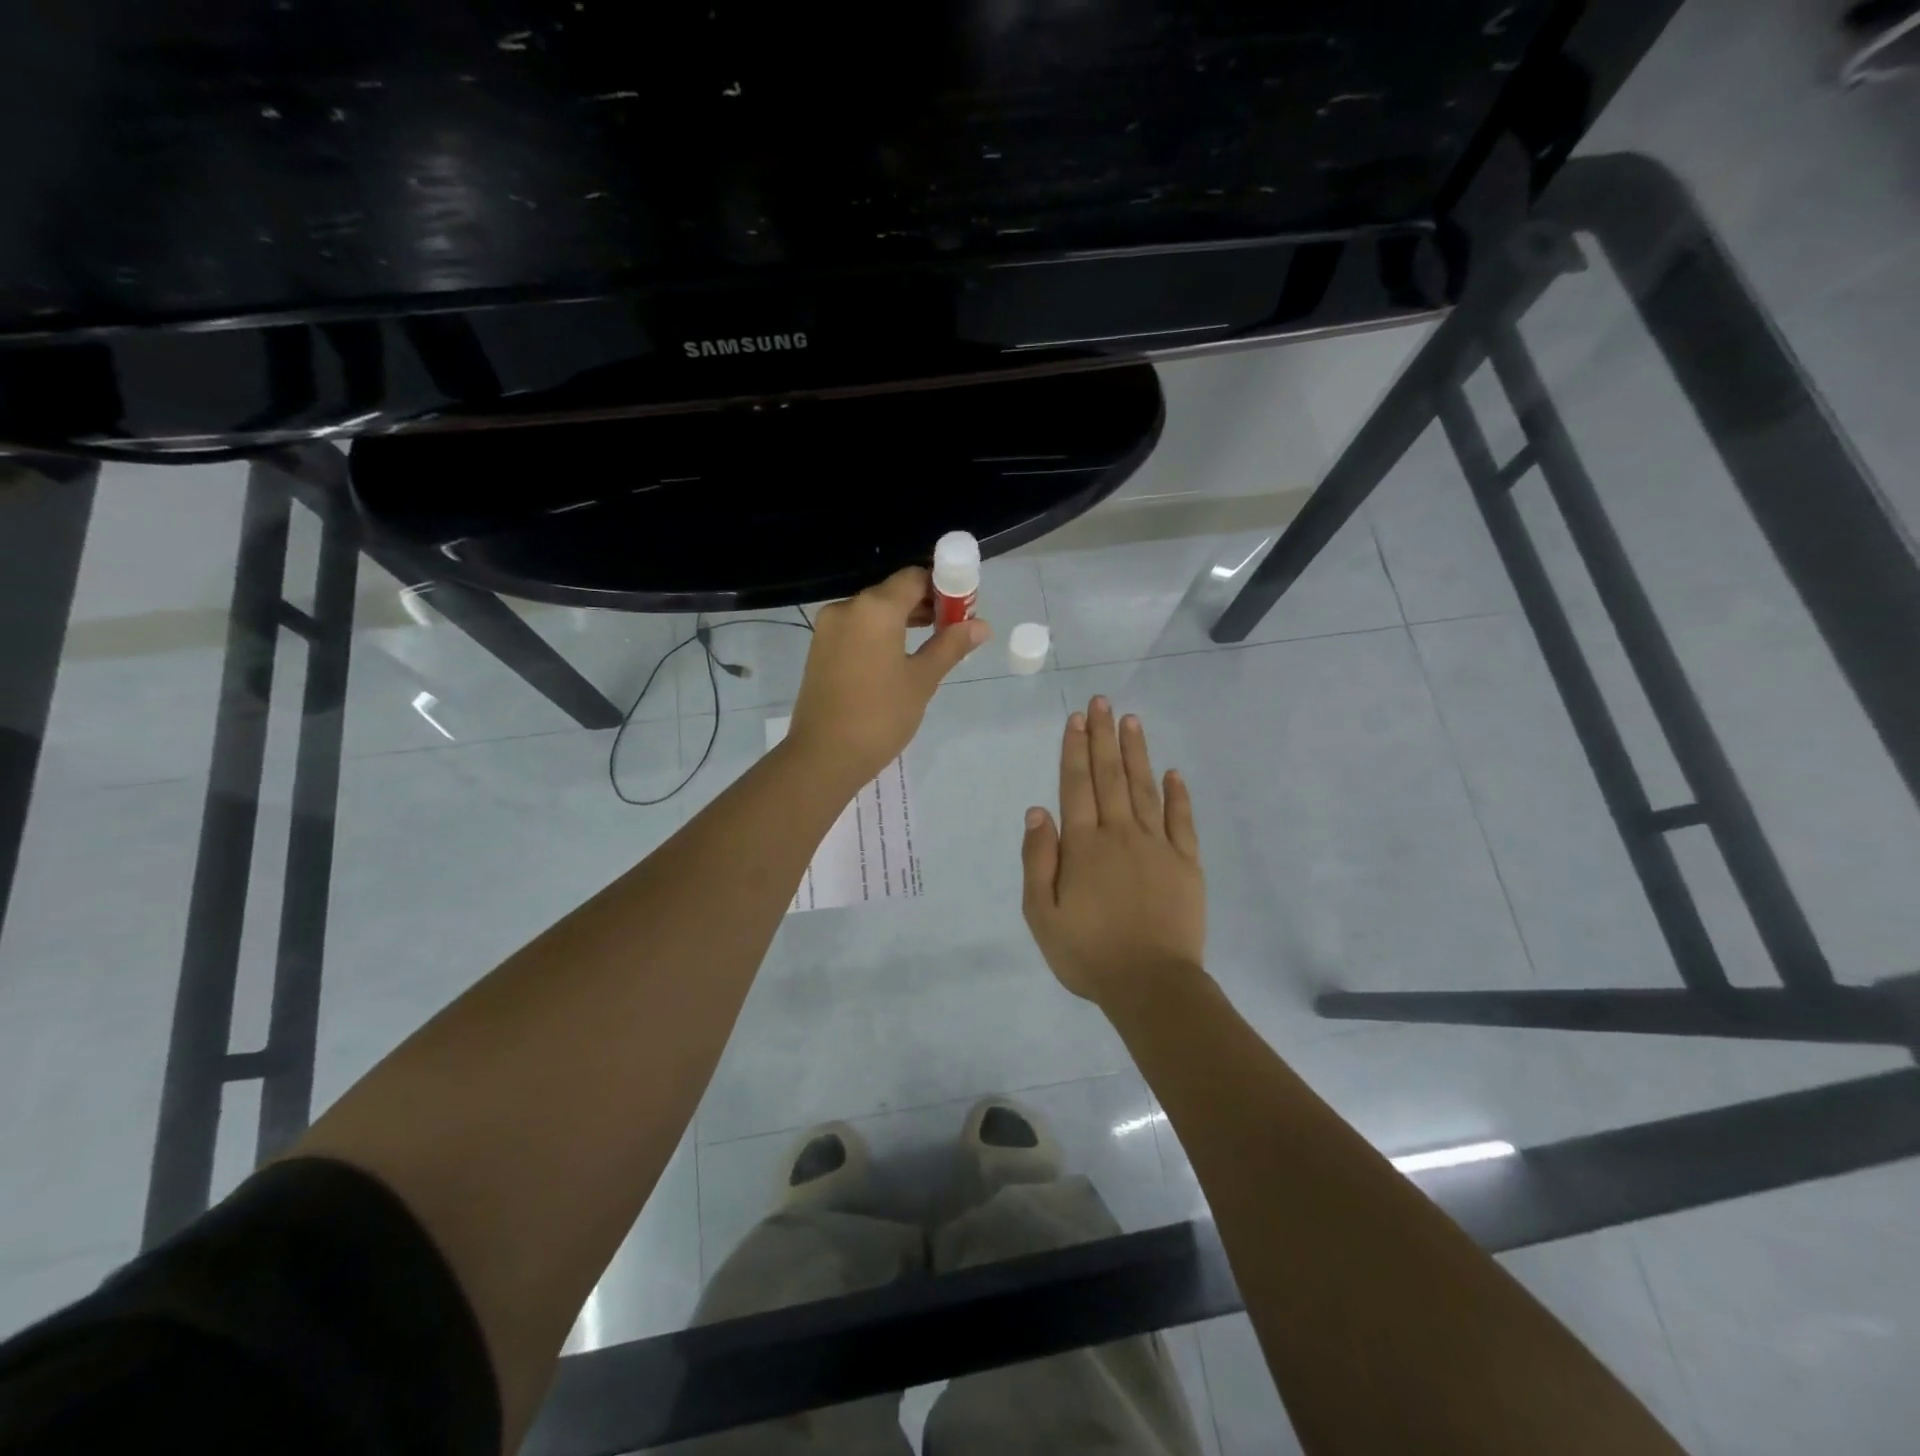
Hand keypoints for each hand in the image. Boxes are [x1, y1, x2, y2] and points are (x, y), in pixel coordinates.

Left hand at [788, 566, 989, 787]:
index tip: (962, 610)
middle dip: (924, 604)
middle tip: (952, 630)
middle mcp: (848, 608)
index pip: (914, 578)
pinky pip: (856, 628)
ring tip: (929, 645)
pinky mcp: (819, 648)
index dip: (942, 588)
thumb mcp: (922, 680)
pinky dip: (880, 633)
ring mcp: (828, 628)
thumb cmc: (881, 716)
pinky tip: (897, 658)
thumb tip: (981, 625)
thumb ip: (950, 646)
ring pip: (873, 611)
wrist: (824, 756)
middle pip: (892, 592)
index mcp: (875, 608)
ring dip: (902, 620)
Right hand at [1021, 698, 1205, 1004]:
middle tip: (1103, 702)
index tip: (1078, 718)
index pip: (1077, 786)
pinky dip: (1178, 794)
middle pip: (1110, 776)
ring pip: (1145, 789)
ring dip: (1136, 753)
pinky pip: (1182, 821)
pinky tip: (1173, 772)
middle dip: (1104, 737)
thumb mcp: (1042, 915)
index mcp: (1084, 846)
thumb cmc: (1088, 953)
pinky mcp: (1186, 863)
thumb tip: (1038, 811)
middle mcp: (1120, 834)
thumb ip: (1038, 860)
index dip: (1075, 749)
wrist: (1152, 985)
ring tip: (1131, 721)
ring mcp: (1157, 846)